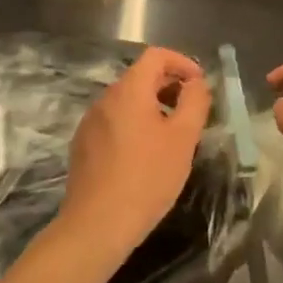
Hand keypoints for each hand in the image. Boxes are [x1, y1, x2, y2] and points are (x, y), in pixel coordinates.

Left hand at [56, 46, 211, 267]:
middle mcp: (105, 99)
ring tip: (171, 136)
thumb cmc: (147, 178)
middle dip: (169, 86)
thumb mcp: (183, 139)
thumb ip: (195, 102)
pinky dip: (134, 125)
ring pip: (126, 101)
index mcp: (129, 91)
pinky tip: (144, 156)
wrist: (97, 226)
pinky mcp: (83, 146)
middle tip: (191, 112)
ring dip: (152, 107)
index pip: (156, 56)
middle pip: (140, 77)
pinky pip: (114, 122)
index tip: (199, 85)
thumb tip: (196, 84)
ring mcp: (90, 123)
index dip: (181, 63)